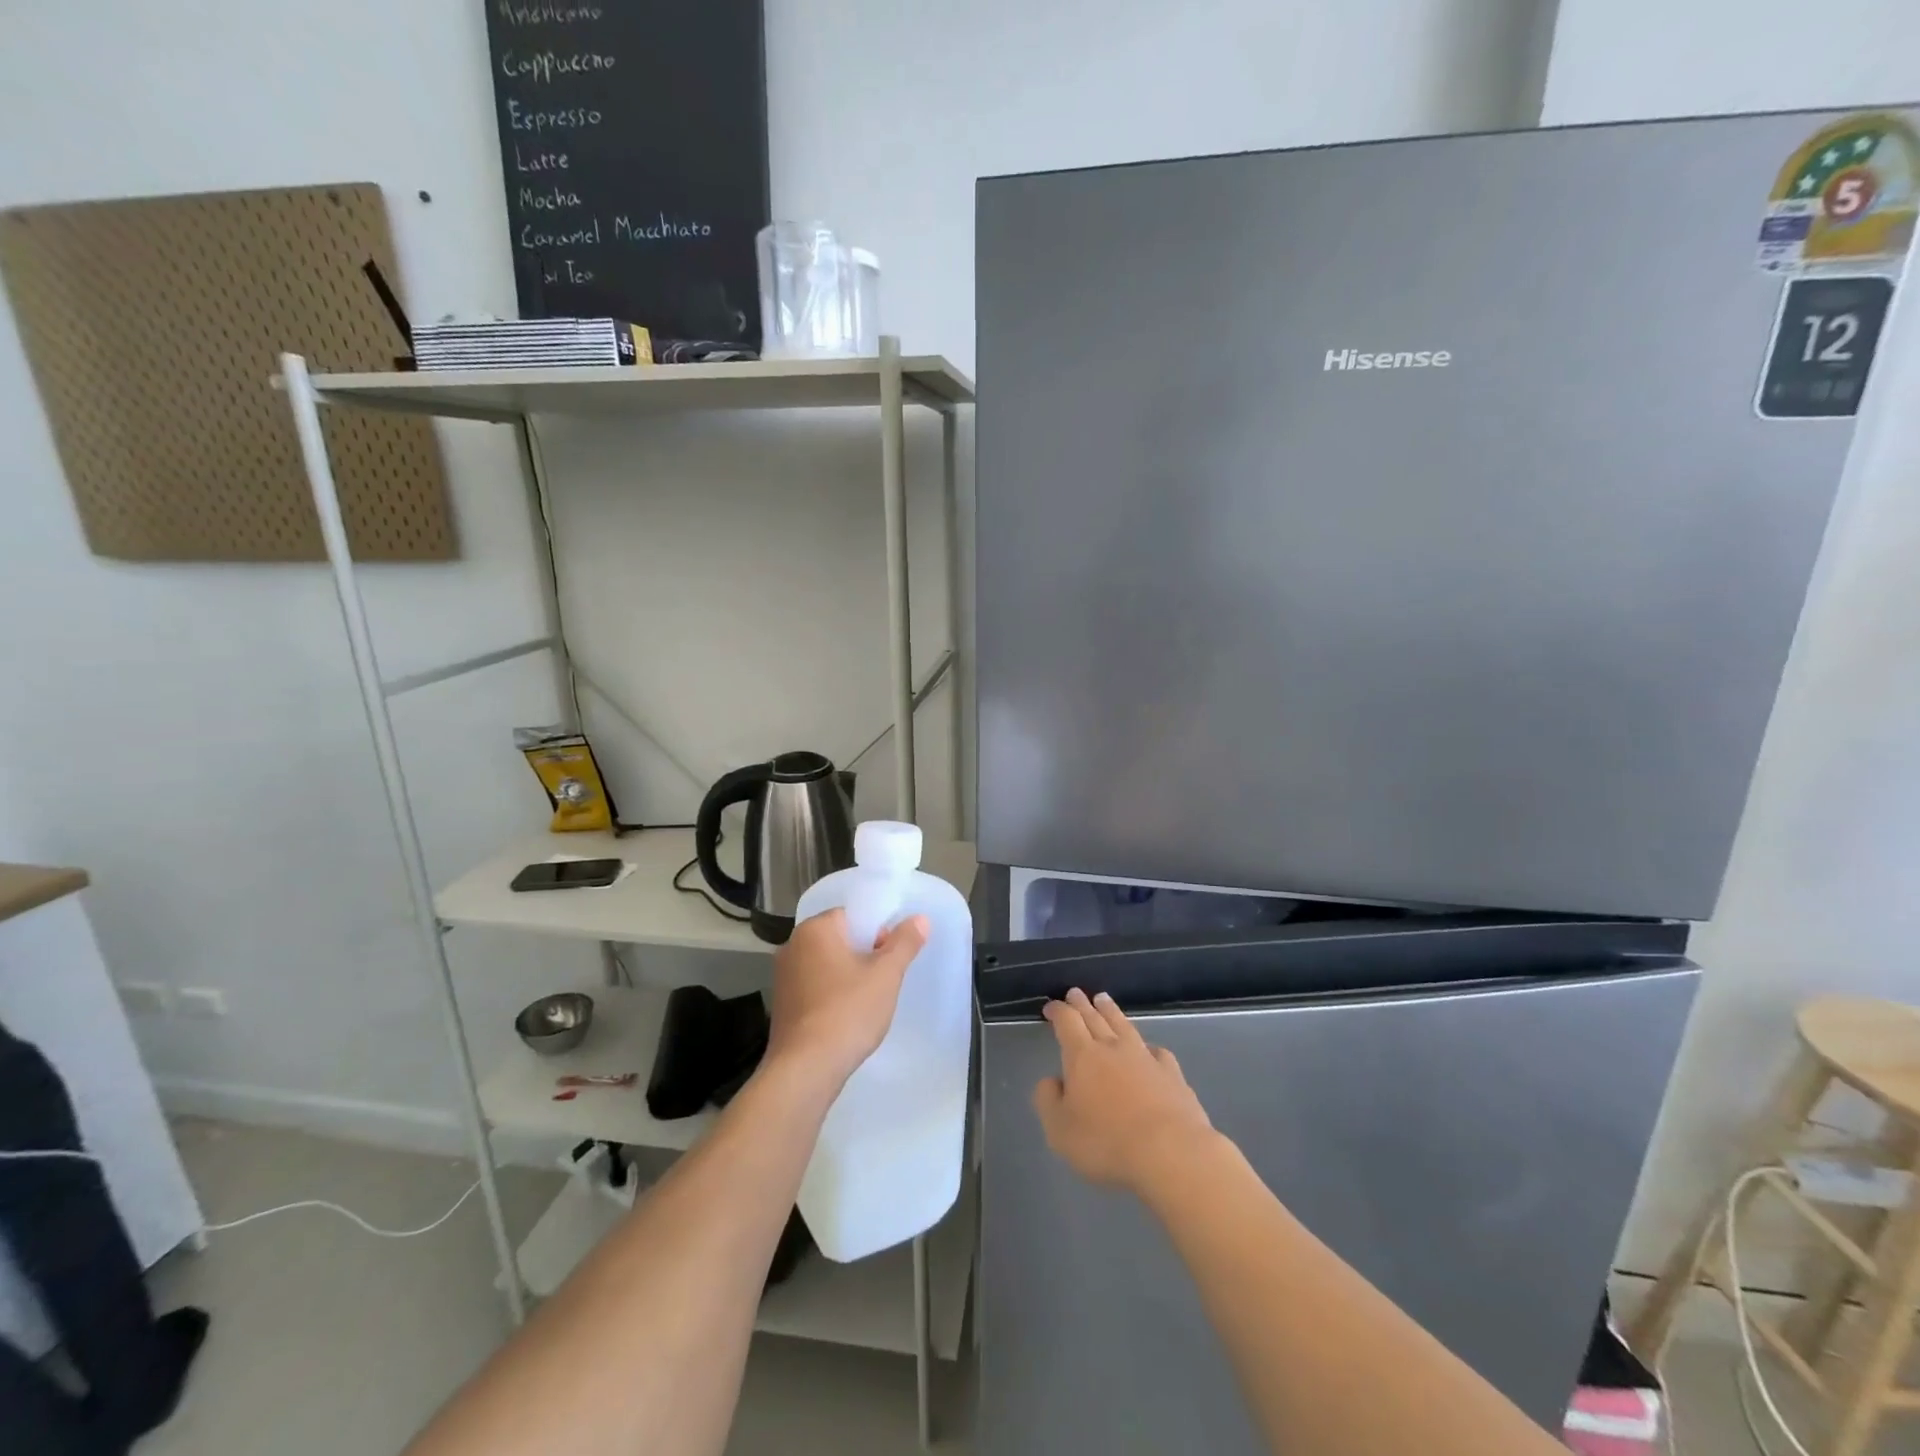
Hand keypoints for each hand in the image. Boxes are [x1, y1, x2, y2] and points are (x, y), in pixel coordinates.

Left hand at [767, 909, 929, 1084]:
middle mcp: (792, 946)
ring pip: (826, 965)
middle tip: (882, 982)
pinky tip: (845, 1019)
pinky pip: (814, 988)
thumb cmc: (848, 1011)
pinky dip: (831, 996)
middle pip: (839, 939)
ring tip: (866, 1004)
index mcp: (814, 930)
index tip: (889, 959)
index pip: (852, 916)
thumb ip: (904, 943)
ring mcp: (783, 977)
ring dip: (848, 977)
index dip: (877, 933)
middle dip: (864, 956)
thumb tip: (920, 919)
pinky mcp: (781, 1005)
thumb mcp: (886, 975)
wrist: (805, 1068)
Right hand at [1033, 989, 1215, 1194]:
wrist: (1170, 1151)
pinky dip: (1148, 1046)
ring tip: (1104, 1000)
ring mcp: (1145, 1058)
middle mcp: (1113, 1048)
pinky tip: (1150, 1049)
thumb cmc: (1106, 1142)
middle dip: (1082, 1004)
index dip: (1058, 1011)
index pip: (1067, 1022)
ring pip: (1124, 1026)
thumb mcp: (1060, 1130)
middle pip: (1095, 1017)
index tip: (1051, 1007)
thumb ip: (1048, 1100)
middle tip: (1076, 992)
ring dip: (1112, 1011)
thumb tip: (1051, 1081)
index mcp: (1082, 1056)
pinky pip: (1157, 1052)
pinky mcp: (1172, 1074)